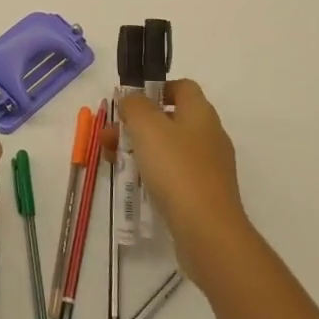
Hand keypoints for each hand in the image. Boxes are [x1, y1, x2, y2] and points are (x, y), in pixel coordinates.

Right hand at [115, 79, 254, 292]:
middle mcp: (209, 135)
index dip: (157, 89)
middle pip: (170, 119)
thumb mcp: (147, 127)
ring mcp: (209, 167)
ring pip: (169, 148)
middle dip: (137, 124)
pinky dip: (153, 173)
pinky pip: (174, 174)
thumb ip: (135, 105)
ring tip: (112, 161)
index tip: (132, 102)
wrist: (208, 232)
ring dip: (140, 149)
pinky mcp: (204, 194)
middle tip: (109, 137)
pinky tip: (134, 184)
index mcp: (201, 113)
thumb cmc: (177, 170)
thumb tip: (131, 98)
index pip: (183, 87)